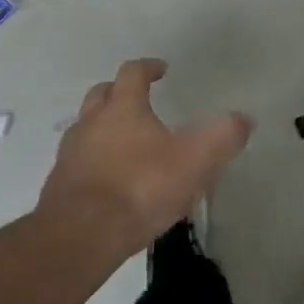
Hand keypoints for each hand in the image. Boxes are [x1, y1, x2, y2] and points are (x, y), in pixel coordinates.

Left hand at [37, 58, 251, 262]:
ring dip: (103, 127)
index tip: (162, 68)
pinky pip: (78, 162)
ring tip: (125, 144)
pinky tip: (109, 181)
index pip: (132, 72)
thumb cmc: (140, 188)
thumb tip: (244, 119)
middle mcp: (91, 122)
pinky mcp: (59, 185)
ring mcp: (70, 153)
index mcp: (123, 107)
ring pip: (86, 127)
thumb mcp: (195, 161)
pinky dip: (93, 161)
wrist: (80, 236)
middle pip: (102, 94)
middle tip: (138, 99)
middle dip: (119, 91)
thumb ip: (222, 137)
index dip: (148, 67)